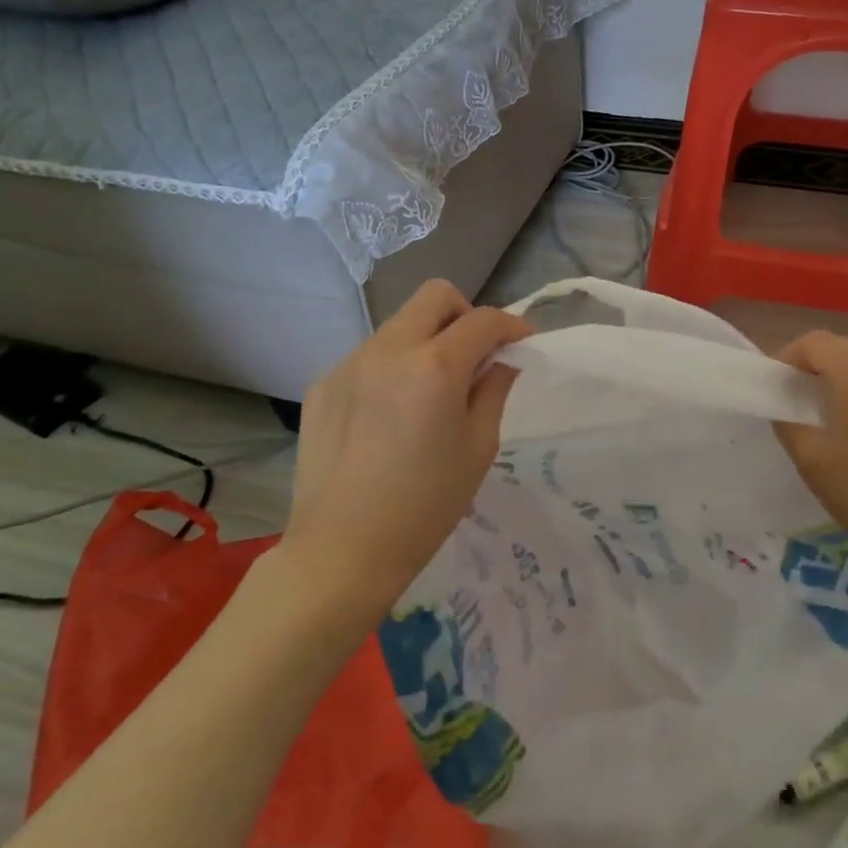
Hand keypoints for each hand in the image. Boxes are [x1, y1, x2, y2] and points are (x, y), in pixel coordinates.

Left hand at [278, 280, 533, 618]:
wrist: (342, 550)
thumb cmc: (425, 506)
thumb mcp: (478, 447)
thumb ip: (494, 390)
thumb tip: (503, 360)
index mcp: (435, 365)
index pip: (484, 320)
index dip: (512, 326)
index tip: (523, 345)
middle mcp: (389, 349)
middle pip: (436, 296)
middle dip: (466, 315)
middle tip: (476, 355)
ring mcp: (349, 363)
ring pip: (400, 325)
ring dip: (427, 341)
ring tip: (430, 392)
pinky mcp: (323, 384)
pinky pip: (369, 356)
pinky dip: (393, 368)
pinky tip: (390, 415)